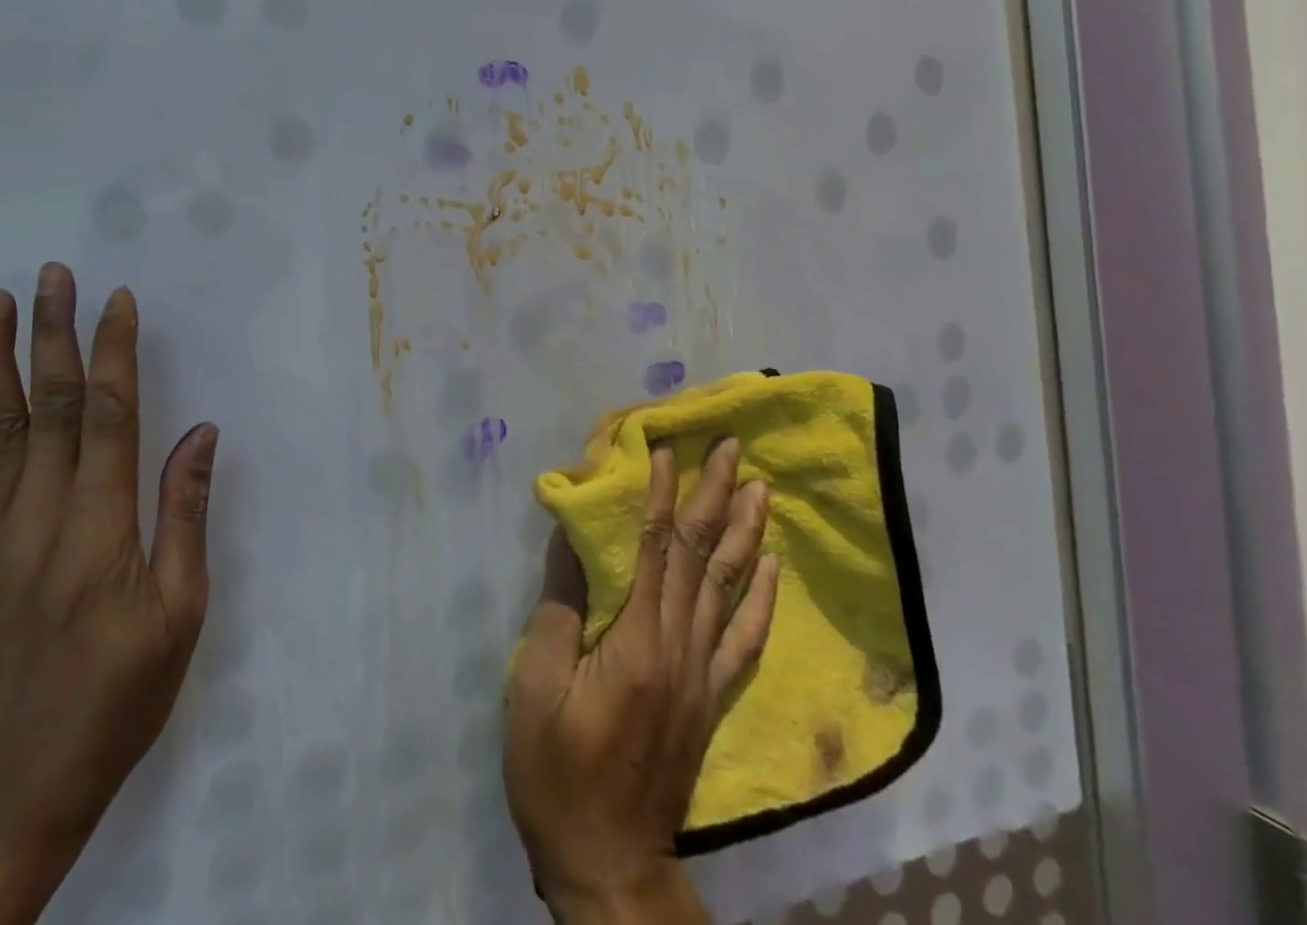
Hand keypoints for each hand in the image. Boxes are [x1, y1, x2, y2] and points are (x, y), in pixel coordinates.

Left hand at [0, 264, 218, 924]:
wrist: (5, 791)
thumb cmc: (113, 701)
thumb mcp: (178, 615)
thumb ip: (184, 516)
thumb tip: (200, 432)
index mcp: (101, 527)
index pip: (108, 414)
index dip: (114, 351)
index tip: (118, 300)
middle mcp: (38, 516)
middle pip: (46, 405)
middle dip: (53, 332)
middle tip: (54, 274)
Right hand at [504, 439, 779, 923]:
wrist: (607, 861)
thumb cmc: (555, 769)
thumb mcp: (535, 685)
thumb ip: (559, 607)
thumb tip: (572, 539)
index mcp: (635, 642)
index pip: (653, 548)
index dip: (659, 494)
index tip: (666, 447)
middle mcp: (679, 649)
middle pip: (700, 557)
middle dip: (715, 495)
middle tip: (732, 446)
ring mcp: (701, 675)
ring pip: (729, 588)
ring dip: (745, 532)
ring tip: (760, 487)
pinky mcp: (709, 699)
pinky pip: (743, 640)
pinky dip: (761, 598)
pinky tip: (771, 566)